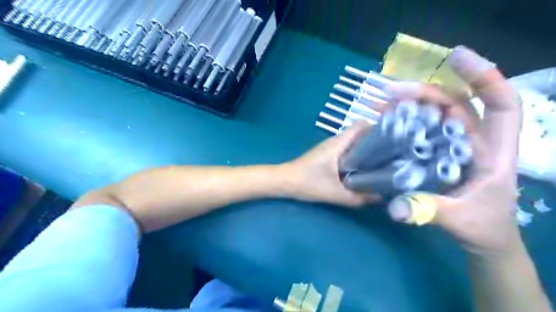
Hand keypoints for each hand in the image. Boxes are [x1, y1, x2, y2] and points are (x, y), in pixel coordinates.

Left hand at [283, 124, 382, 206]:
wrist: (284, 181)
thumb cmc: (308, 183)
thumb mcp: (334, 193)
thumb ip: (358, 197)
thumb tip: (379, 197)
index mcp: (338, 143)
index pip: (360, 126)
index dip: (376, 127)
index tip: (392, 137)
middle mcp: (334, 142)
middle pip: (359, 134)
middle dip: (375, 140)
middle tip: (391, 152)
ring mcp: (329, 148)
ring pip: (352, 143)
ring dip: (365, 149)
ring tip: (381, 160)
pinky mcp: (325, 155)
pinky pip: (345, 151)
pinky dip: (356, 155)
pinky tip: (362, 167)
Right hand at [386, 45, 523, 255]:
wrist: (482, 238)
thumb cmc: (481, 227)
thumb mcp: (457, 220)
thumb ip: (428, 211)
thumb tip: (395, 208)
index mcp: (494, 152)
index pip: (501, 105)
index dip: (484, 78)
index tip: (457, 58)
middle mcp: (474, 142)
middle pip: (456, 105)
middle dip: (427, 93)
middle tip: (392, 91)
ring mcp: (453, 147)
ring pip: (436, 116)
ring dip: (412, 105)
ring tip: (384, 102)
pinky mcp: (437, 154)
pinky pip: (423, 131)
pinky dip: (407, 122)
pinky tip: (387, 121)